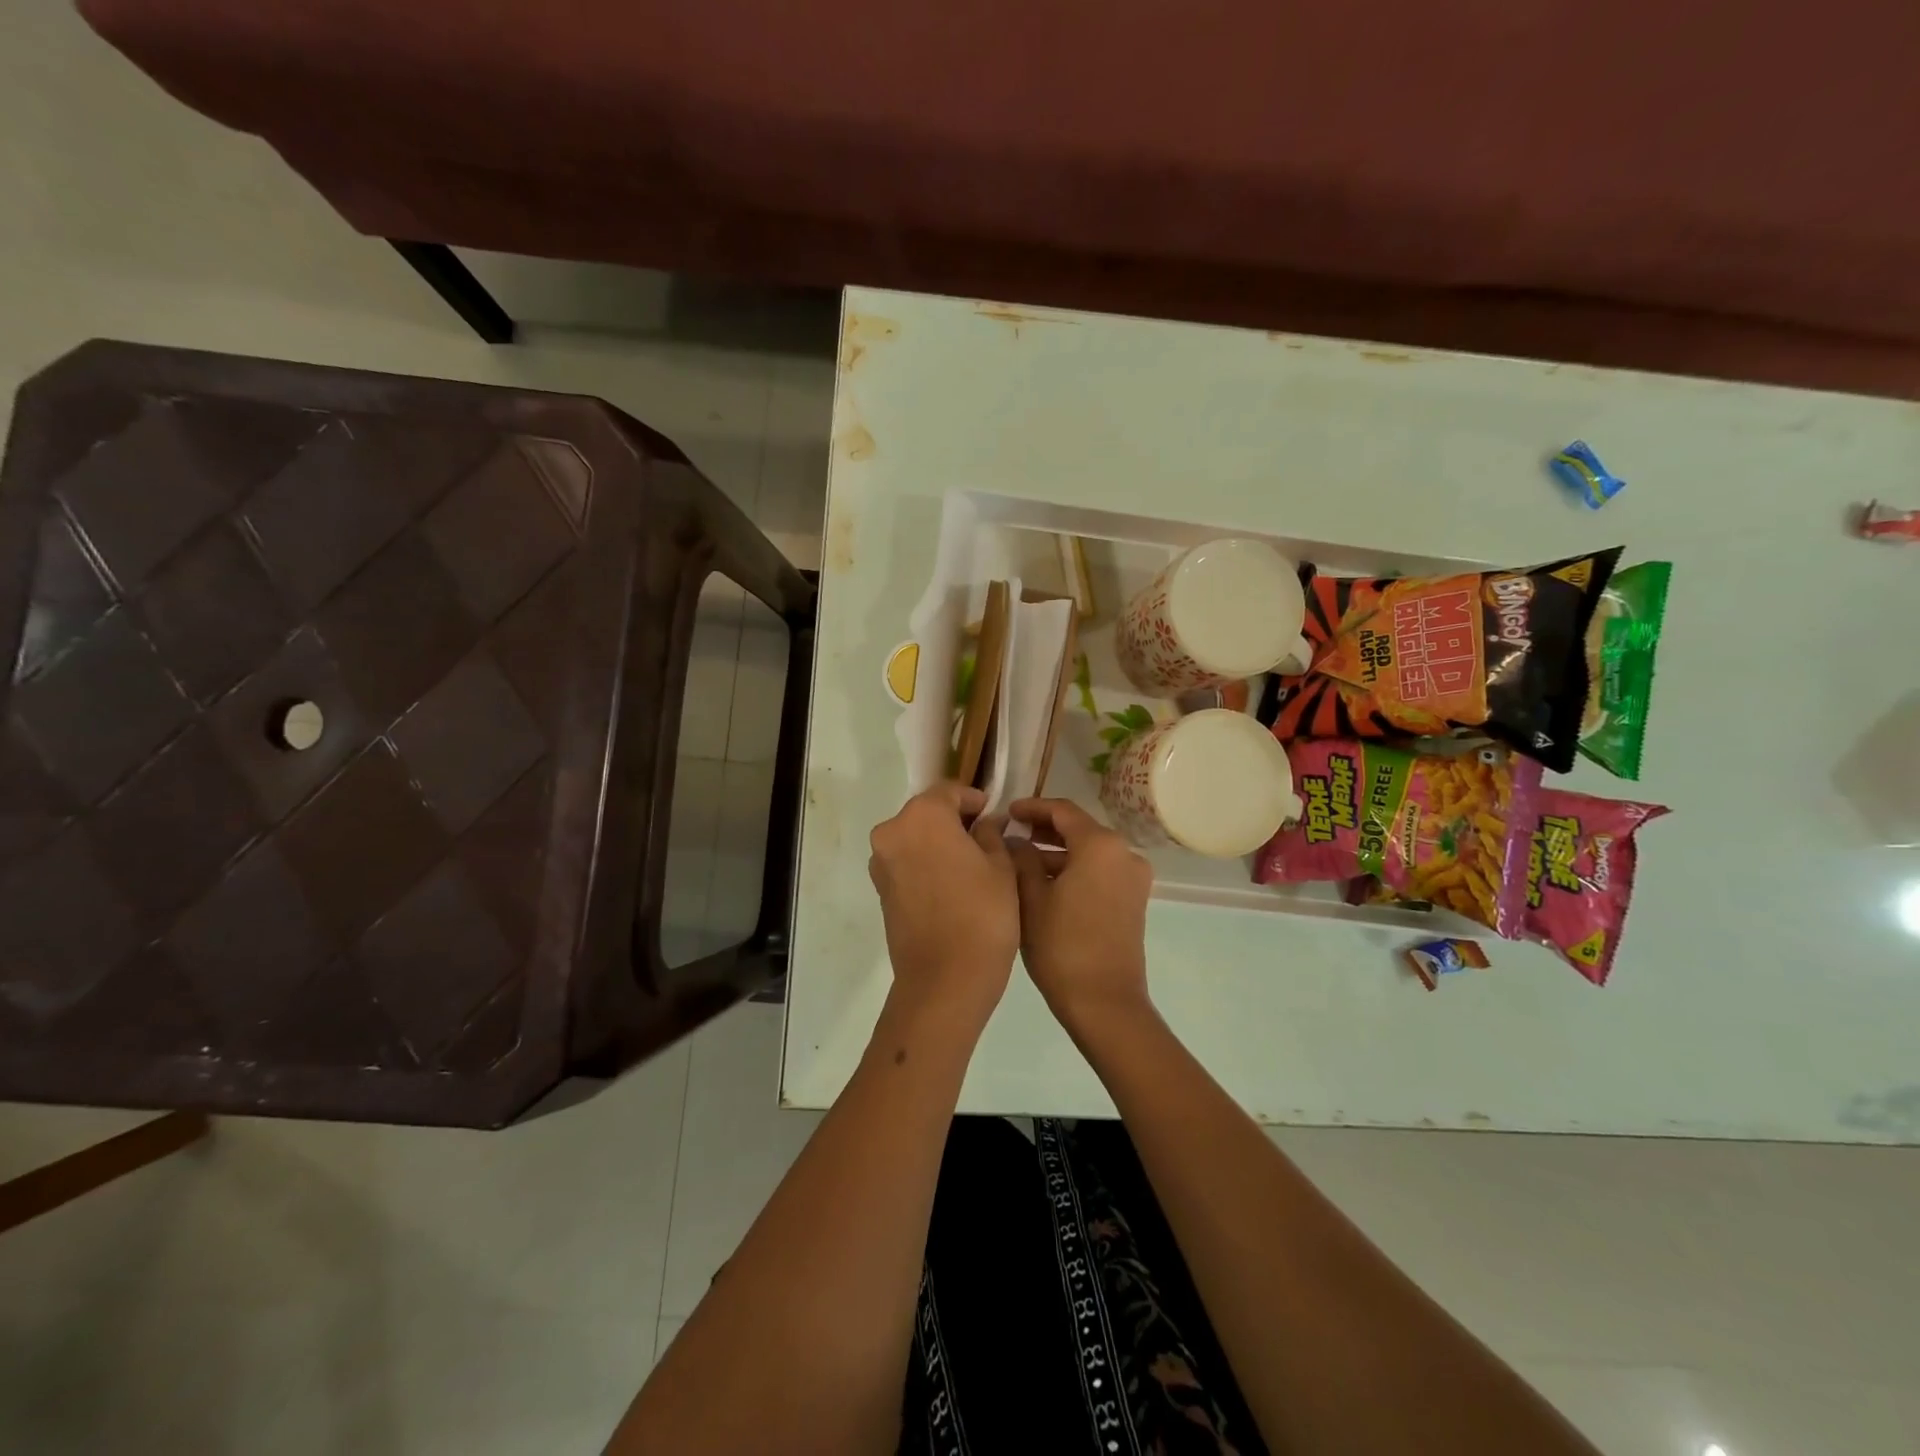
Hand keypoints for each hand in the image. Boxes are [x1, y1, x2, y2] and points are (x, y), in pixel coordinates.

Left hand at [868, 782, 1019, 1030]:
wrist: (945, 981)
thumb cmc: (982, 915)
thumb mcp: (1001, 867)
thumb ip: (991, 833)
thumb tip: (986, 822)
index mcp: (922, 816)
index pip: (950, 792)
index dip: (975, 800)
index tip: (995, 815)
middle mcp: (893, 832)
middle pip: (928, 813)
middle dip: (955, 821)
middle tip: (987, 839)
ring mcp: (882, 863)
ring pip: (915, 838)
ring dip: (939, 843)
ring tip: (972, 865)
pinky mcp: (880, 891)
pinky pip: (907, 863)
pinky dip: (927, 865)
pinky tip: (953, 885)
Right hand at [1007, 798, 1155, 1035]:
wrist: (1104, 1002)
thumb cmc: (1062, 946)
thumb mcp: (1031, 898)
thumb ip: (1021, 859)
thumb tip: (1016, 841)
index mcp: (1100, 845)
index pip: (1062, 811)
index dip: (1032, 808)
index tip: (1006, 812)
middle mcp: (1124, 853)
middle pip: (1079, 829)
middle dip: (1044, 830)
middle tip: (1010, 835)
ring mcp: (1133, 877)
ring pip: (1089, 851)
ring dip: (1057, 852)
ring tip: (1020, 862)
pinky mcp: (1134, 899)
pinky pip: (1100, 870)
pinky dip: (1074, 869)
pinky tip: (1044, 883)